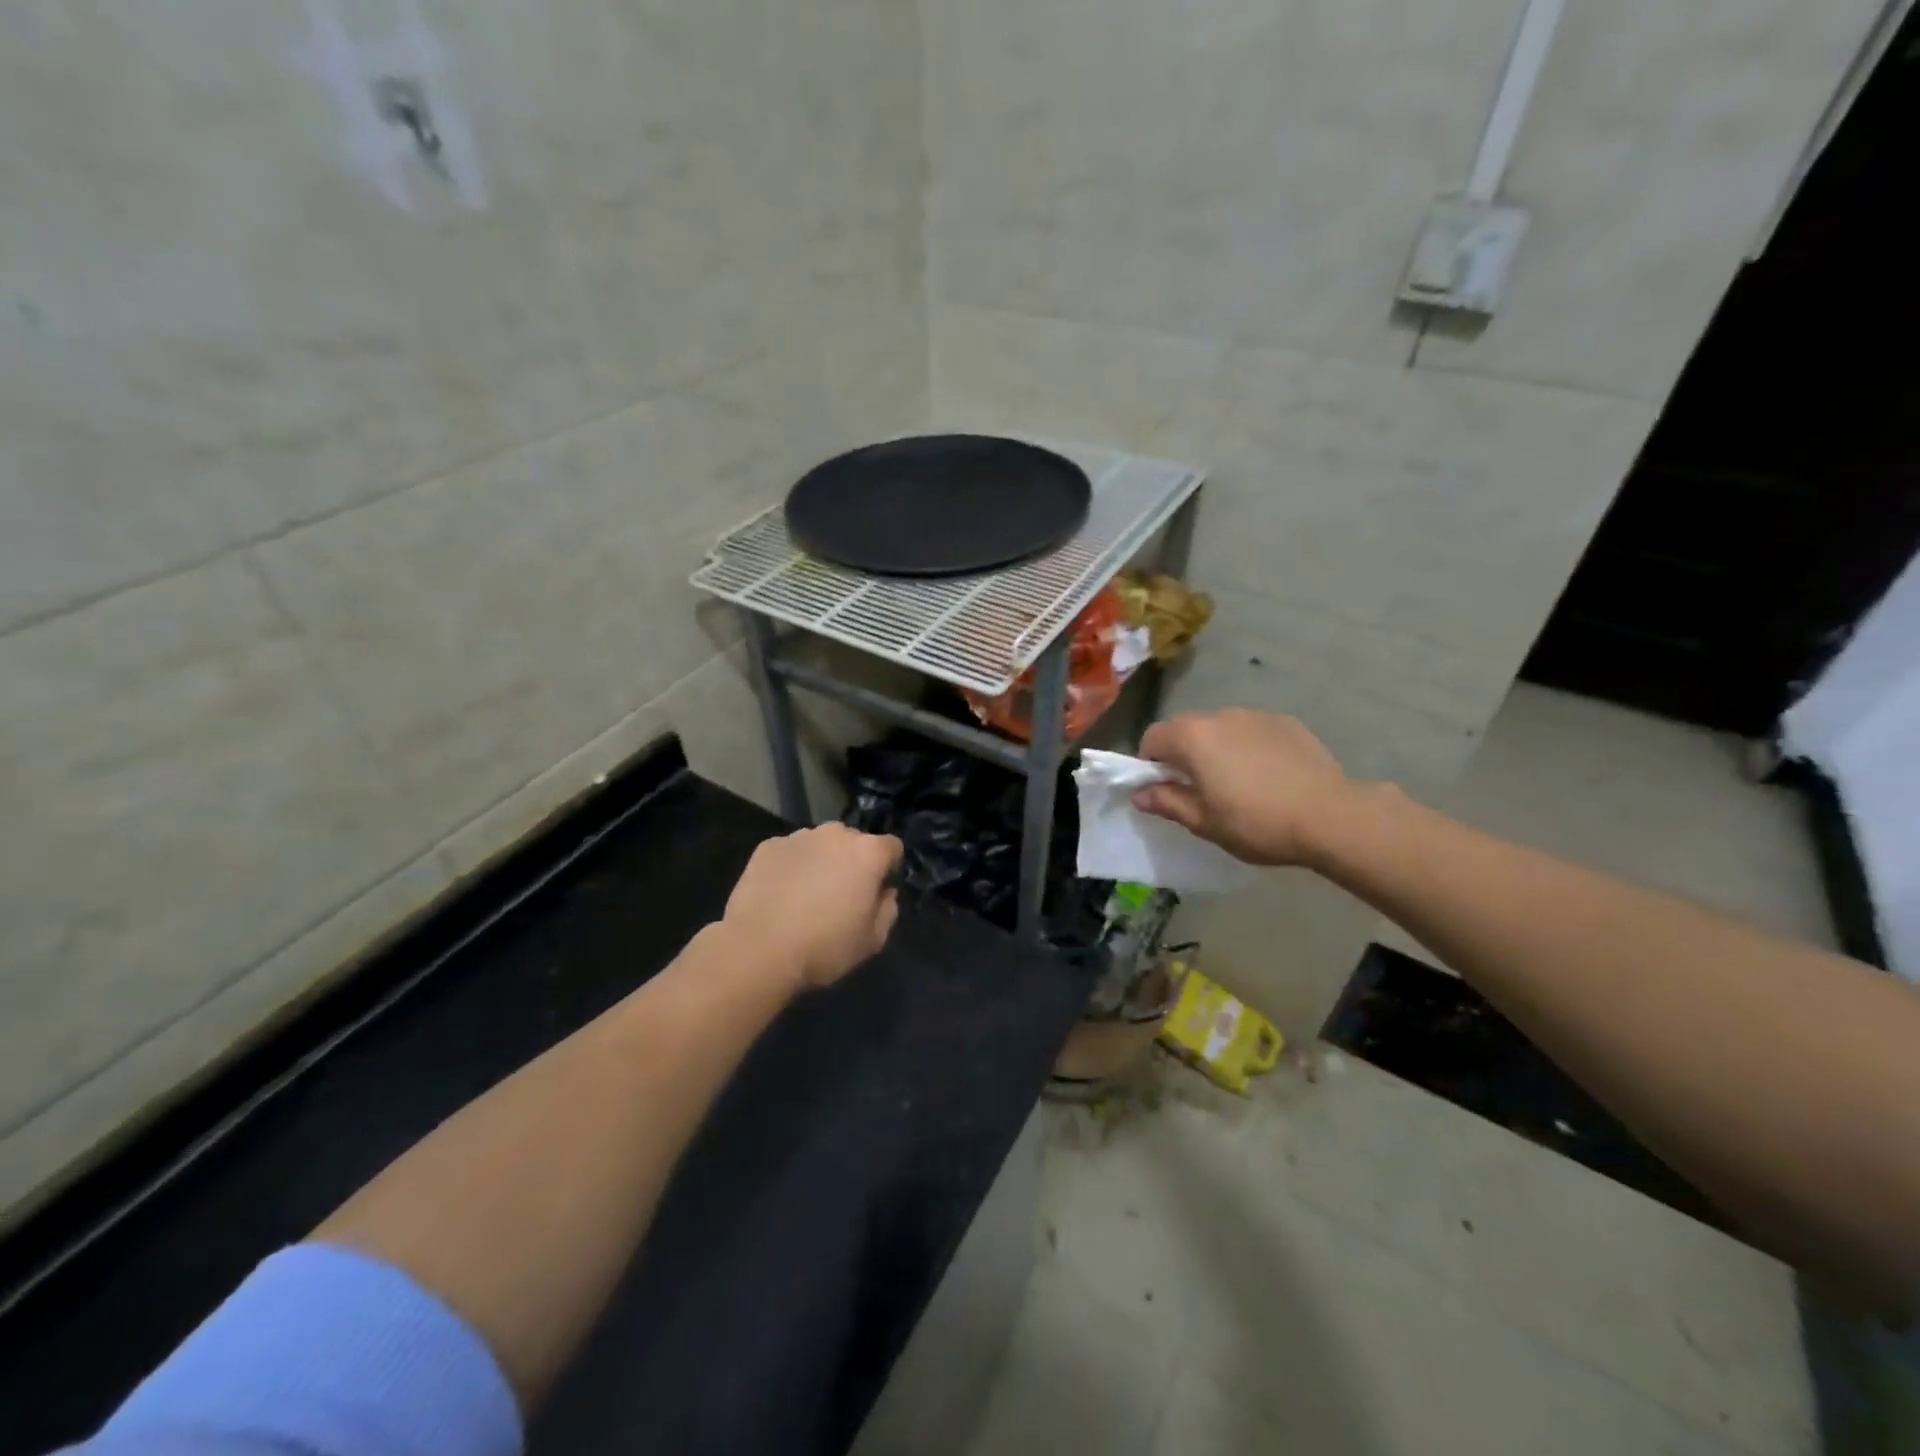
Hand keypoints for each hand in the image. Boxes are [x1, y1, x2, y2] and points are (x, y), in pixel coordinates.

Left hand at [723, 825, 903, 988]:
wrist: (757, 949)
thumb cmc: (824, 947)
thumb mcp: (872, 941)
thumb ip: (888, 910)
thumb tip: (885, 893)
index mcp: (867, 853)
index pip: (891, 848)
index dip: (887, 869)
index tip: (876, 892)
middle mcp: (835, 834)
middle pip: (853, 842)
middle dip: (852, 862)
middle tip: (840, 895)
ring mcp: (799, 837)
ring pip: (820, 845)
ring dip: (820, 862)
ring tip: (805, 896)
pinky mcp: (768, 846)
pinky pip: (789, 852)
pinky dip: (790, 867)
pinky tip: (779, 895)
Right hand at [1134, 709, 1354, 866]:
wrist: (1331, 817)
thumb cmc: (1257, 823)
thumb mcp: (1204, 822)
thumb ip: (1167, 802)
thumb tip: (1140, 794)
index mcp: (1192, 737)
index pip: (1152, 738)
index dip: (1149, 764)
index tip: (1164, 790)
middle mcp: (1220, 716)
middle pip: (1185, 729)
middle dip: (1182, 755)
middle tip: (1198, 790)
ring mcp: (1255, 715)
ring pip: (1220, 728)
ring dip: (1216, 749)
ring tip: (1237, 783)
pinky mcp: (1286, 722)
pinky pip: (1252, 731)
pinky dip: (1248, 747)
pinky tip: (1267, 776)